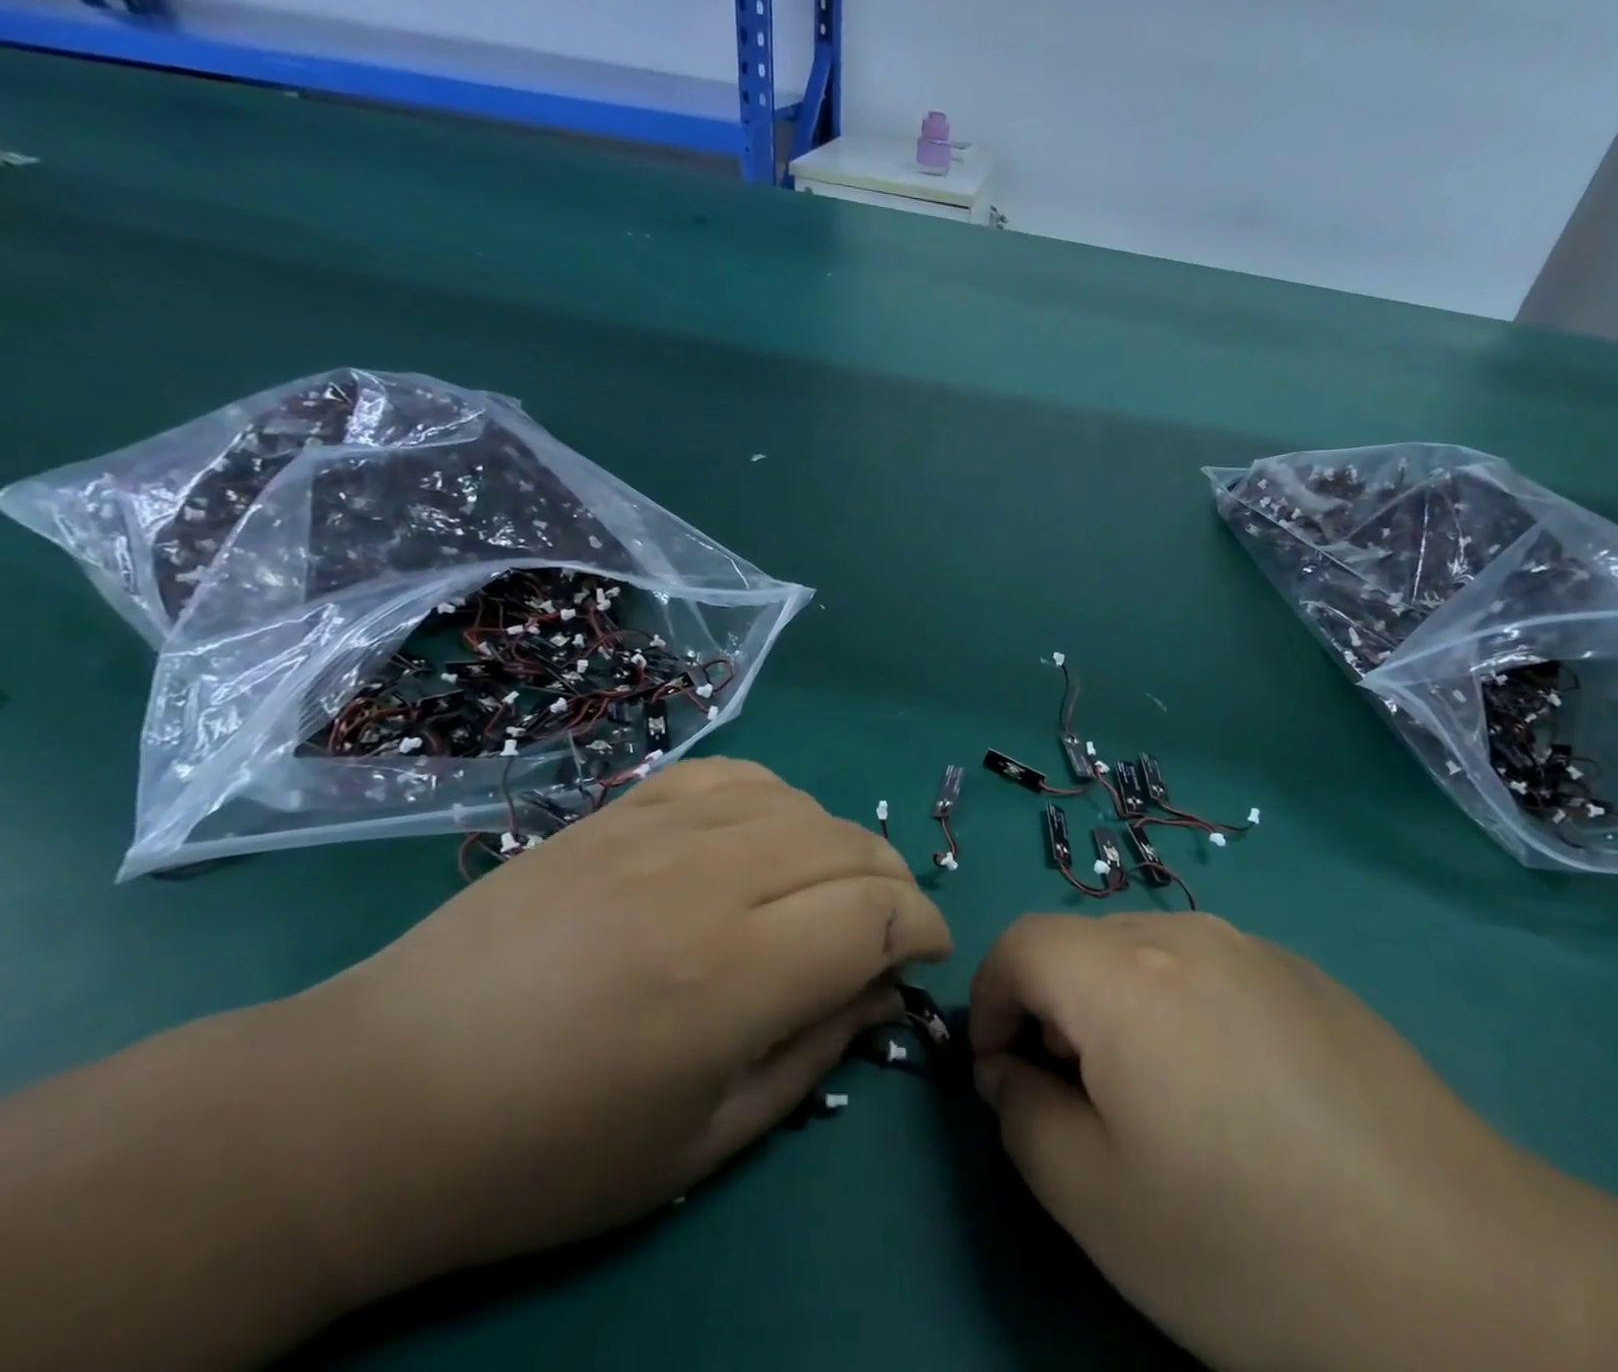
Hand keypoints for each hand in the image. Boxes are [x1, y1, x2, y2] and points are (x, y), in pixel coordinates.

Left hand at [298, 758, 950, 1296]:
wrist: (382, 1093)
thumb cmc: (549, 1151)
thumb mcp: (703, 1142)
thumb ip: (814, 1053)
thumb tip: (884, 990)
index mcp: (733, 975)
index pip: (877, 914)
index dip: (924, 928)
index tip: (927, 955)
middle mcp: (708, 879)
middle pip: (850, 846)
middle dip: (894, 884)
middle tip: (890, 928)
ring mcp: (659, 830)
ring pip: (800, 804)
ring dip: (839, 844)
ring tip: (828, 888)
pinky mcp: (622, 809)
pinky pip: (733, 775)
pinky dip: (774, 801)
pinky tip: (763, 838)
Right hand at [970, 914, 1617, 1371]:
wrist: (1468, 1275)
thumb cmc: (1254, 1245)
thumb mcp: (1096, 1203)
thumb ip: (1022, 1118)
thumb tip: (1013, 1071)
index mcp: (1124, 974)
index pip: (1018, 944)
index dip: (989, 1001)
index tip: (1005, 1076)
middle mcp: (1184, 932)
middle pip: (1078, 943)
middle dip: (1052, 1009)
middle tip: (1083, 1103)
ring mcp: (1252, 945)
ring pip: (1141, 951)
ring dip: (1115, 1007)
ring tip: (1161, 1103)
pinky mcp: (1303, 972)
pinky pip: (1204, 966)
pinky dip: (1178, 1008)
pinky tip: (1236, 1095)